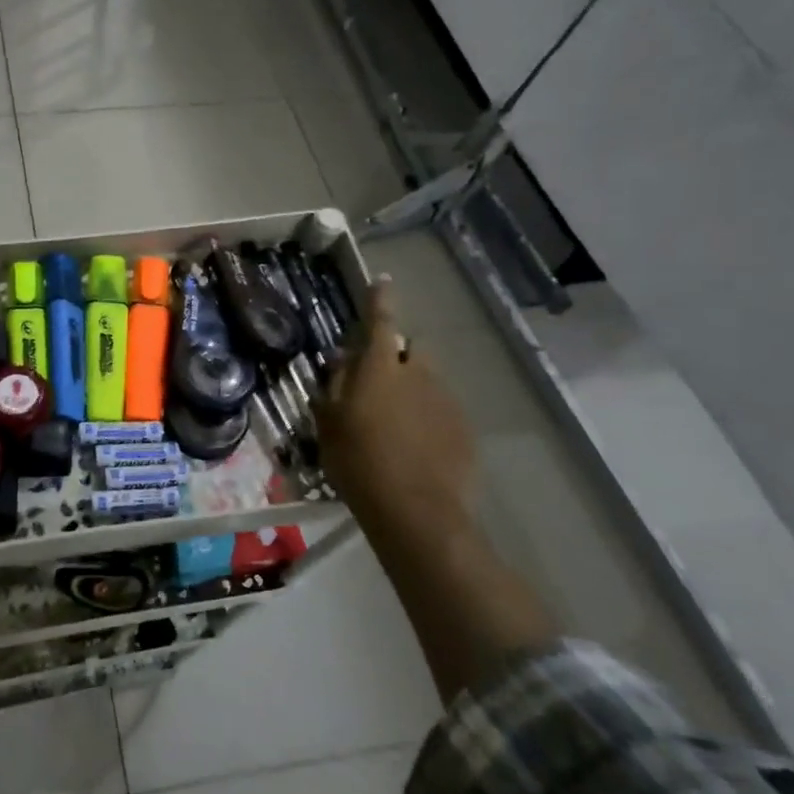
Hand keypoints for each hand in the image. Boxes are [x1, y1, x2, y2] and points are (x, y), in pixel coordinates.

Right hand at [314, 279, 476, 557]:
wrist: (417, 512)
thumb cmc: (359, 463)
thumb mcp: (330, 423)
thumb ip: (335, 384)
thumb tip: (341, 358)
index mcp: (381, 369)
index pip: (381, 322)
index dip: (380, 300)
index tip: (383, 281)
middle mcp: (418, 375)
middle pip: (412, 349)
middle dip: (398, 354)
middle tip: (378, 381)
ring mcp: (446, 401)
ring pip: (428, 380)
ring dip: (412, 387)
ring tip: (395, 421)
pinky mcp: (464, 428)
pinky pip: (441, 408)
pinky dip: (427, 416)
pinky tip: (415, 445)